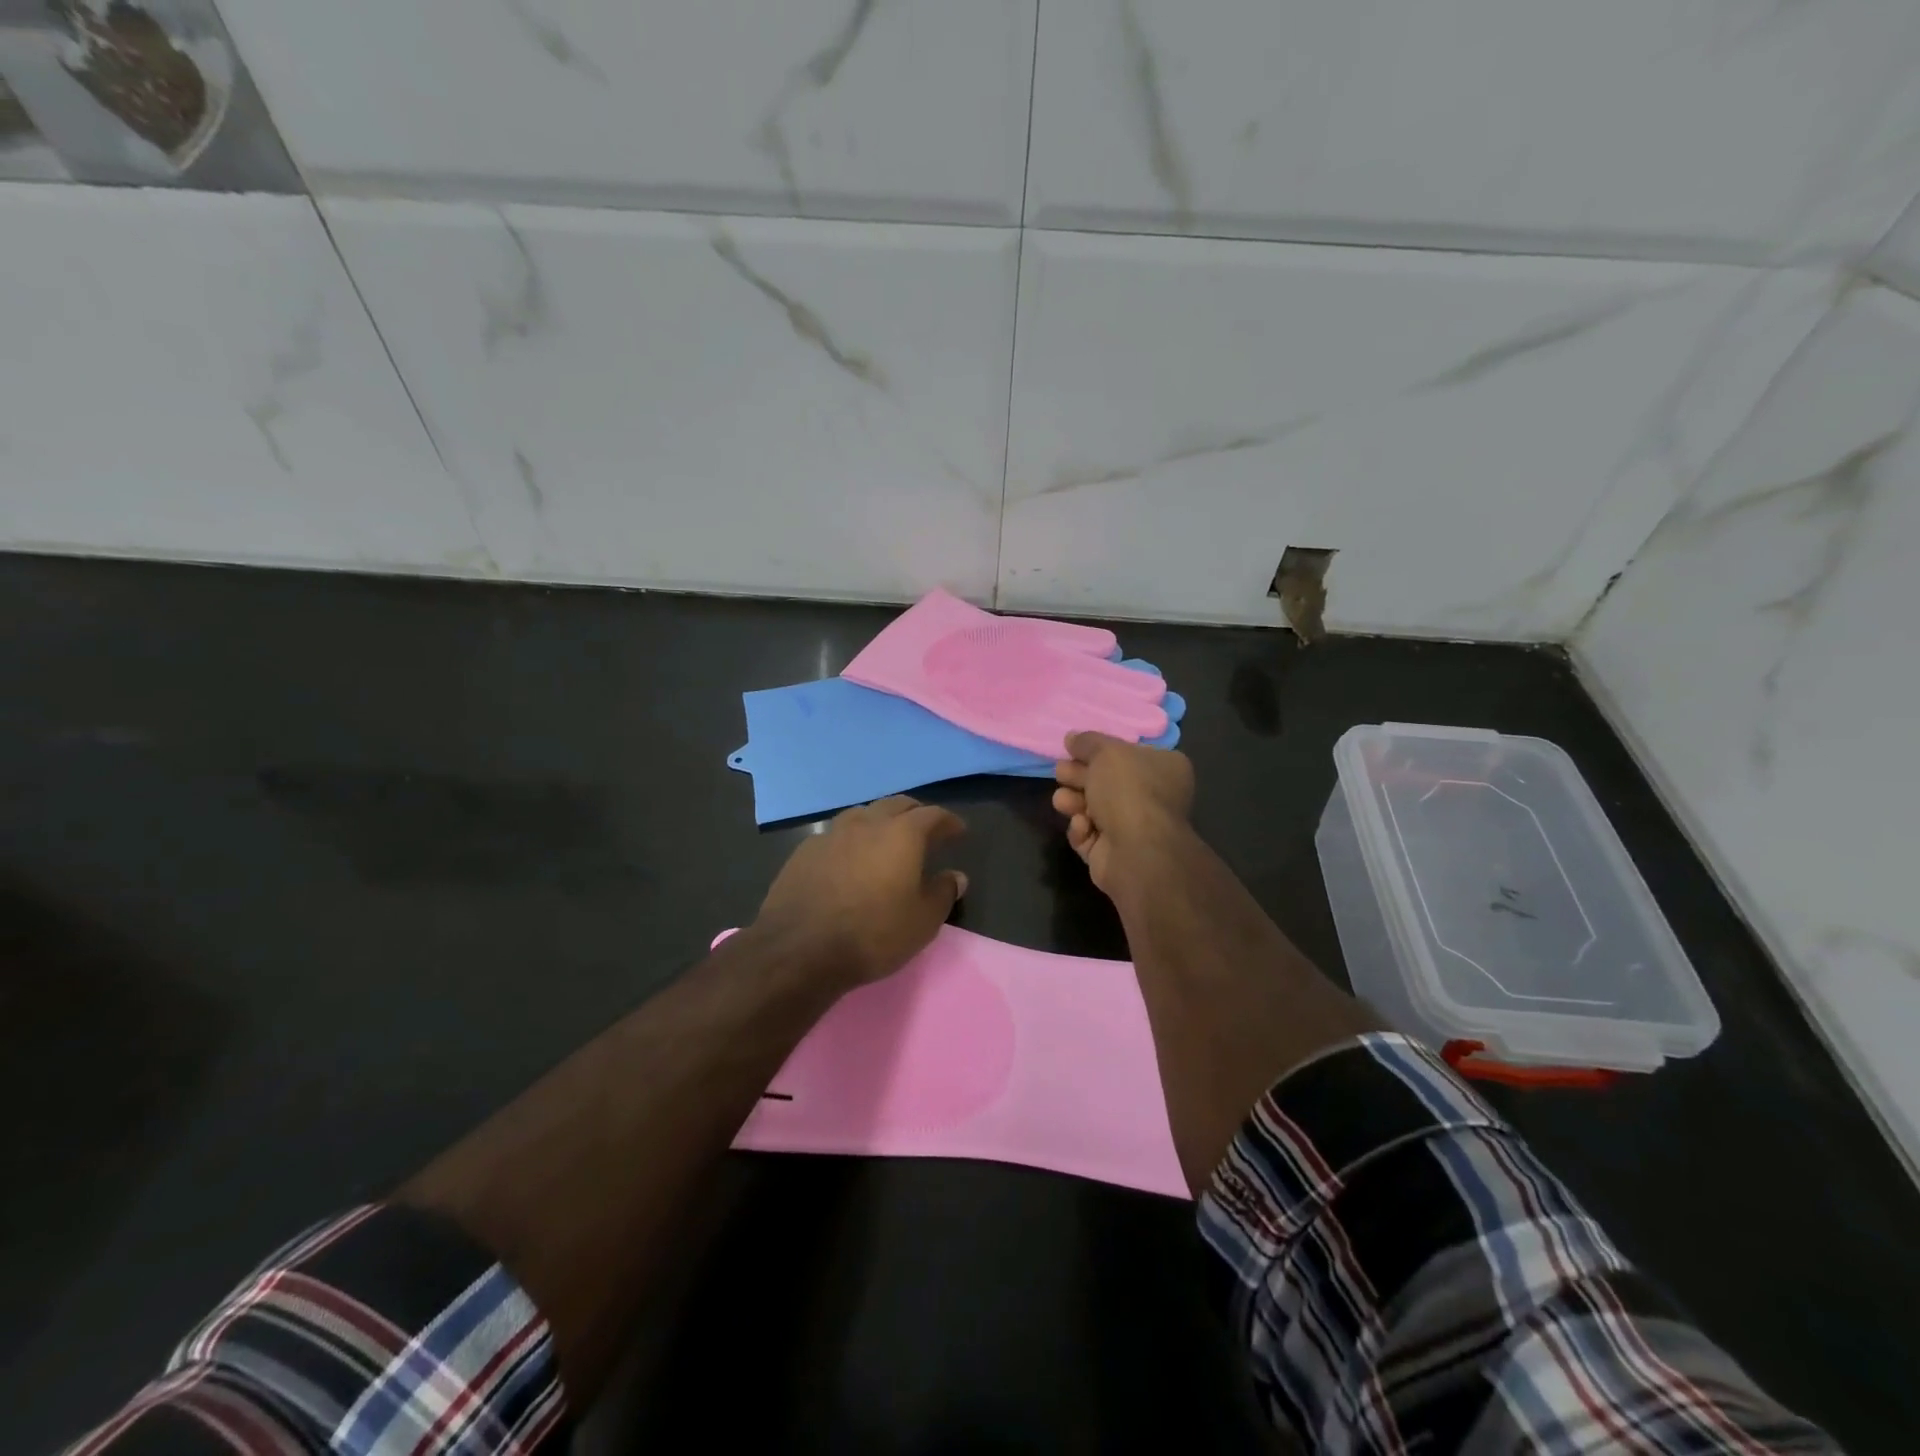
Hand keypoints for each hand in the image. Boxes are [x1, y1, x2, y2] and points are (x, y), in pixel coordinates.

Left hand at [752, 796, 968, 987]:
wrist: (799, 950)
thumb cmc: (873, 934)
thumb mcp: (922, 922)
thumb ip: (943, 893)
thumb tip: (956, 876)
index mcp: (902, 834)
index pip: (933, 815)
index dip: (948, 822)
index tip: (958, 831)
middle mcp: (867, 824)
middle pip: (896, 805)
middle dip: (915, 813)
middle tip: (925, 829)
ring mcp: (831, 834)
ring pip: (862, 814)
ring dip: (879, 821)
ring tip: (885, 838)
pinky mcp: (804, 851)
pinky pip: (835, 835)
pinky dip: (851, 840)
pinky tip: (849, 858)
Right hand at [1052, 732, 1194, 892]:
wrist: (1136, 852)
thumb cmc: (1128, 791)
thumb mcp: (1106, 752)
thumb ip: (1087, 742)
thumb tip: (1072, 737)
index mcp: (1164, 768)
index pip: (1128, 753)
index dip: (1099, 750)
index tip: (1073, 748)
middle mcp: (1153, 797)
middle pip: (1106, 781)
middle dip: (1079, 776)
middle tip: (1061, 772)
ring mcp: (1133, 828)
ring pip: (1092, 808)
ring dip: (1074, 801)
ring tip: (1064, 800)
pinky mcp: (1112, 853)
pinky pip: (1089, 835)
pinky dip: (1082, 829)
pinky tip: (1083, 826)